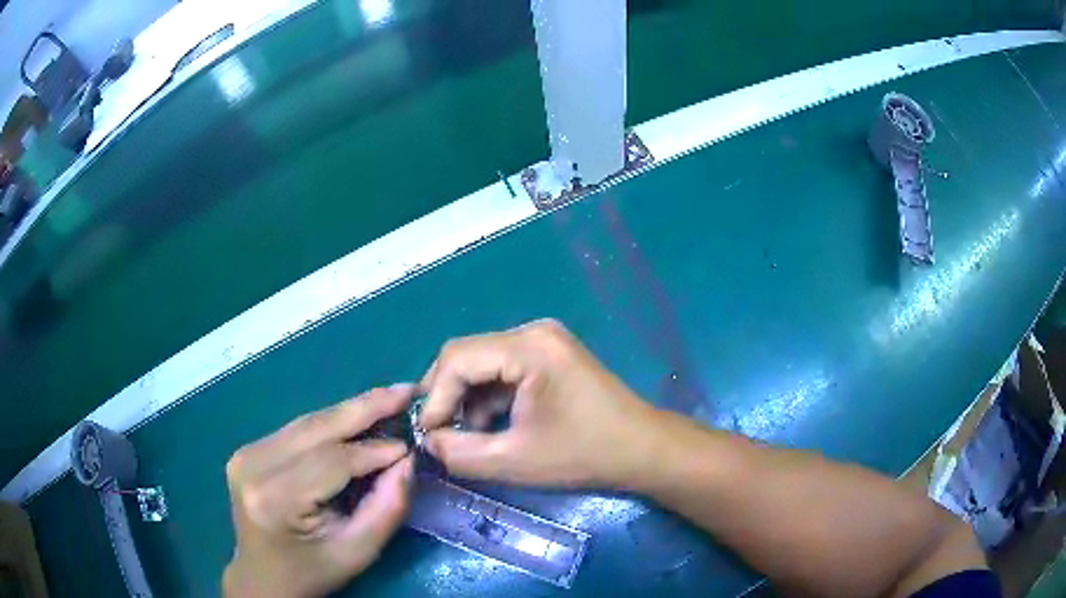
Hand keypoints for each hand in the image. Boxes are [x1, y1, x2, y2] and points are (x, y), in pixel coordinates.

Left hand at [224, 386, 415, 597]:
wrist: (263, 577)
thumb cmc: (311, 572)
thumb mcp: (357, 552)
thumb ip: (386, 508)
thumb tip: (407, 460)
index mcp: (275, 498)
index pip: (331, 461)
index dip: (374, 450)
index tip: (411, 444)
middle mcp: (253, 465)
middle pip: (316, 429)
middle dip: (365, 407)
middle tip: (405, 390)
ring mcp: (246, 453)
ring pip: (308, 423)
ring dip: (350, 411)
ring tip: (388, 398)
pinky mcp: (248, 450)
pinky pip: (298, 430)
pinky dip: (331, 424)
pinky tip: (356, 417)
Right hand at [420, 319, 665, 488]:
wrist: (641, 449)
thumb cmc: (584, 455)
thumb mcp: (514, 461)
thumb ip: (459, 453)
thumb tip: (426, 441)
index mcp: (529, 347)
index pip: (457, 359)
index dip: (435, 398)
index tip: (428, 435)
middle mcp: (533, 331)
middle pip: (467, 356)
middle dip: (449, 397)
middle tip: (441, 435)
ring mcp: (544, 340)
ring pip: (483, 362)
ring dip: (469, 399)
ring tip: (471, 436)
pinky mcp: (549, 354)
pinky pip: (503, 368)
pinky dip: (490, 396)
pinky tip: (494, 425)